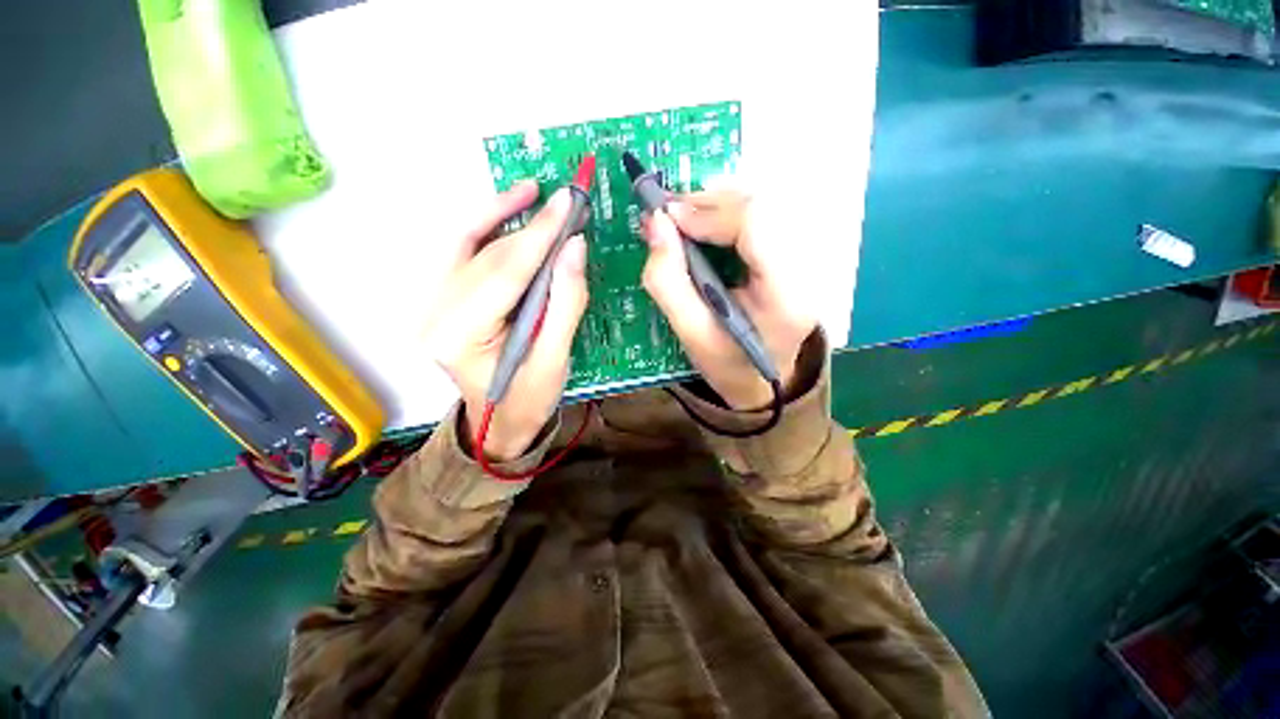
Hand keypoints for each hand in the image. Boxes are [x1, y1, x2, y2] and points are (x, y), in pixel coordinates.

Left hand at [424, 181, 588, 460]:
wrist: (499, 422)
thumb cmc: (529, 399)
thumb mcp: (555, 359)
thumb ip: (566, 302)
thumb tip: (574, 248)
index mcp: (461, 336)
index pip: (504, 272)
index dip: (539, 235)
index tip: (568, 203)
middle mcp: (436, 314)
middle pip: (487, 257)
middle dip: (529, 226)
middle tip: (566, 202)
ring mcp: (434, 305)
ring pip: (468, 246)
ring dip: (501, 215)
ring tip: (533, 193)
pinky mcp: (444, 301)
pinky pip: (464, 253)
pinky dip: (487, 228)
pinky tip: (508, 211)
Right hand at [640, 191, 816, 409]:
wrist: (763, 379)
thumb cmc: (727, 363)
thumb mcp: (690, 334)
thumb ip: (667, 282)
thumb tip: (656, 224)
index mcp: (786, 296)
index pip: (757, 224)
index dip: (709, 213)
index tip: (667, 219)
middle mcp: (808, 268)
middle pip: (762, 206)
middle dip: (708, 204)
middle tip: (669, 217)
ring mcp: (809, 257)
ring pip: (763, 204)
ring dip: (716, 206)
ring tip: (683, 222)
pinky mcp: (798, 252)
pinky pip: (763, 216)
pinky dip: (726, 214)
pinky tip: (705, 227)